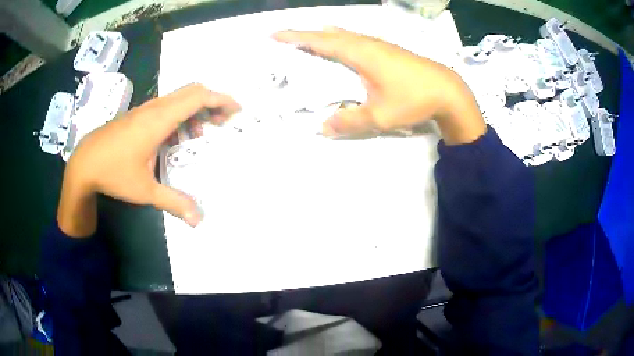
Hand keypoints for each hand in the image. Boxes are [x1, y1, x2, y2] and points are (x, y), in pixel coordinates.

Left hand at [57, 84, 239, 236]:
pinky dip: (180, 117)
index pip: (198, 97)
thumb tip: (199, 221)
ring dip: (195, 111)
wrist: (83, 163)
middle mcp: (155, 108)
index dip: (221, 100)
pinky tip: (174, 139)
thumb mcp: (145, 191)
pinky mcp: (138, 116)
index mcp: (159, 120)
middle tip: (221, 123)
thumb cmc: (113, 172)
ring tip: (197, 136)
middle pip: (192, 92)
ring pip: (178, 98)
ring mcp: (145, 110)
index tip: (236, 111)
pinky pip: (166, 107)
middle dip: (212, 103)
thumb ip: (174, 202)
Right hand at [273, 28, 485, 143]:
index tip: (275, 35)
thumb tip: (322, 128)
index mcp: (359, 53)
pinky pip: (357, 39)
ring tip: (311, 39)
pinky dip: (342, 40)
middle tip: (288, 39)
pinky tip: (345, 46)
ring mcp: (380, 45)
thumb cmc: (414, 99)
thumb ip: (349, 121)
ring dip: (325, 35)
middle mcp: (367, 44)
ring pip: (345, 34)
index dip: (296, 38)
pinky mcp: (390, 51)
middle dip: (306, 35)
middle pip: (330, 33)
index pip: (320, 41)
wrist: (449, 91)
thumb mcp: (380, 116)